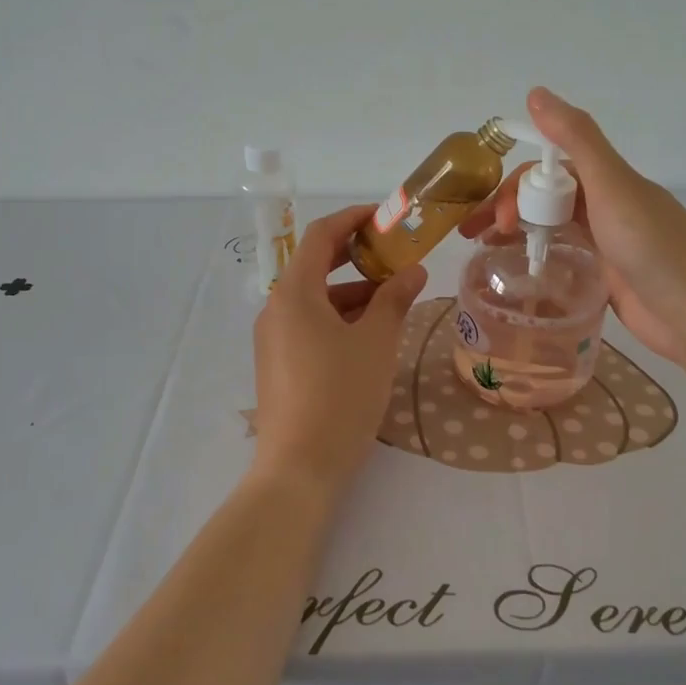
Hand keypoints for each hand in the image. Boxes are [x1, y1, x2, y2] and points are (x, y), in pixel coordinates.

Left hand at [251, 205, 428, 489]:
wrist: (299, 467)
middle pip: (314, 266)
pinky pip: (308, 324)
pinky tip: (369, 335)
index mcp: (294, 292)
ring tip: (393, 301)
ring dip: (351, 292)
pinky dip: (338, 318)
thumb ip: (394, 300)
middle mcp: (275, 308)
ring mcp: (272, 338)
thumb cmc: (341, 395)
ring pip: (314, 299)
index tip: (384, 218)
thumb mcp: (376, 343)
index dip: (352, 219)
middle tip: (394, 256)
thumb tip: (413, 271)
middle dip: (355, 257)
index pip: (320, 236)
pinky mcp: (277, 363)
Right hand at [459, 87, 685, 365]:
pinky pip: (564, 257)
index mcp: (607, 180)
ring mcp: (607, 243)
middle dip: (508, 210)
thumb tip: (536, 92)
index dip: (516, 187)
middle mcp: (606, 206)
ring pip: (552, 227)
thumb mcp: (612, 185)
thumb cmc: (653, 247)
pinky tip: (520, 274)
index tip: (493, 215)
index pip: (547, 171)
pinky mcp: (607, 277)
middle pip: (545, 198)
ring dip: (518, 233)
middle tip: (478, 237)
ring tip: (486, 255)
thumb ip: (576, 139)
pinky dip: (539, 259)